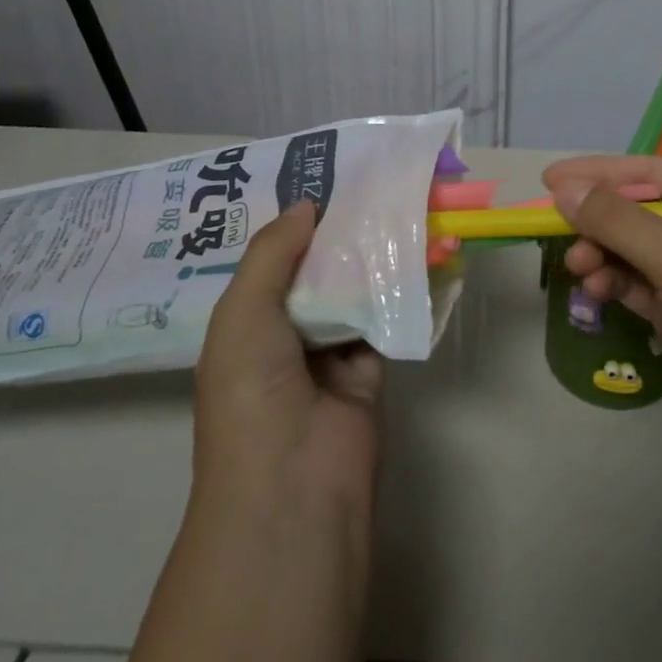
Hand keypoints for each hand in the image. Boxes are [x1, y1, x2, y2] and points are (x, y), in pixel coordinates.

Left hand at [191, 201, 383, 523]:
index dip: (296, 224)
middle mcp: (287, 334)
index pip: (273, 262)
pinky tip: (419, 249)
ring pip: (354, 289)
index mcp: (247, 324)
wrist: (294, 481)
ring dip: (372, 256)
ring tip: (399, 203)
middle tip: (371, 183)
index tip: (325, 179)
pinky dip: (400, 288)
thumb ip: (272, 253)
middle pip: (317, 271)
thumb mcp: (243, 312)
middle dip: (340, 233)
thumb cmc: (252, 391)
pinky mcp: (372, 366)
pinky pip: (386, 316)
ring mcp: (331, 352)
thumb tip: (307, 204)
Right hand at [545, 155, 661, 503]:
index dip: (599, 172)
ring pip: (634, 248)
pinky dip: (614, 282)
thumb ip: (617, 220)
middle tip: (556, 232)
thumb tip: (564, 188)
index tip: (549, 179)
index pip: (650, 171)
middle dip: (598, 220)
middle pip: (639, 209)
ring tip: (578, 271)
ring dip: (602, 254)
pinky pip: (638, 283)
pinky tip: (594, 292)